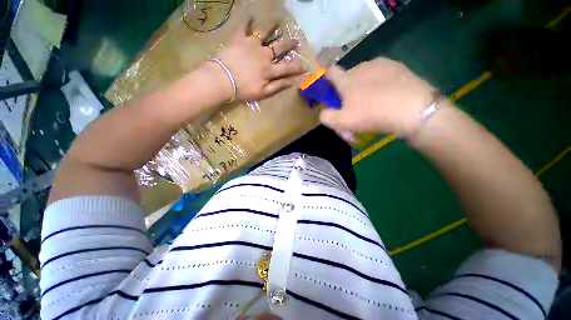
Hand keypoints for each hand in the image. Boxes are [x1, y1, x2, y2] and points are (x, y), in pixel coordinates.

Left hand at [212, 20, 305, 101]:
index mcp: (269, 70)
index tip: (305, 65)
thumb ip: (277, 87)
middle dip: (289, 45)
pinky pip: (244, 27)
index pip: (287, 67)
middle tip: (296, 41)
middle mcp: (264, 55)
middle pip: (280, 48)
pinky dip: (247, 21)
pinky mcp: (240, 39)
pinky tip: (250, 16)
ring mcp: (252, 44)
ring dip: (273, 28)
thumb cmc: (243, 89)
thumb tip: (291, 83)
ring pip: (266, 34)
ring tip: (278, 21)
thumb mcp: (263, 93)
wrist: (223, 79)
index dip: (297, 67)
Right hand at [319, 58, 435, 137]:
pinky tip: (387, 96)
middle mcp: (361, 67)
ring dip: (363, 88)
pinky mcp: (397, 66)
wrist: (413, 109)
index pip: (330, 72)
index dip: (327, 79)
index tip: (330, 90)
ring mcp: (381, 64)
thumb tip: (323, 113)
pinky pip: (381, 75)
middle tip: (355, 108)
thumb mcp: (343, 122)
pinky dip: (379, 84)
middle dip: (348, 92)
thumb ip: (327, 117)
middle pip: (348, 78)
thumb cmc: (372, 115)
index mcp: (347, 80)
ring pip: (365, 76)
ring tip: (373, 104)